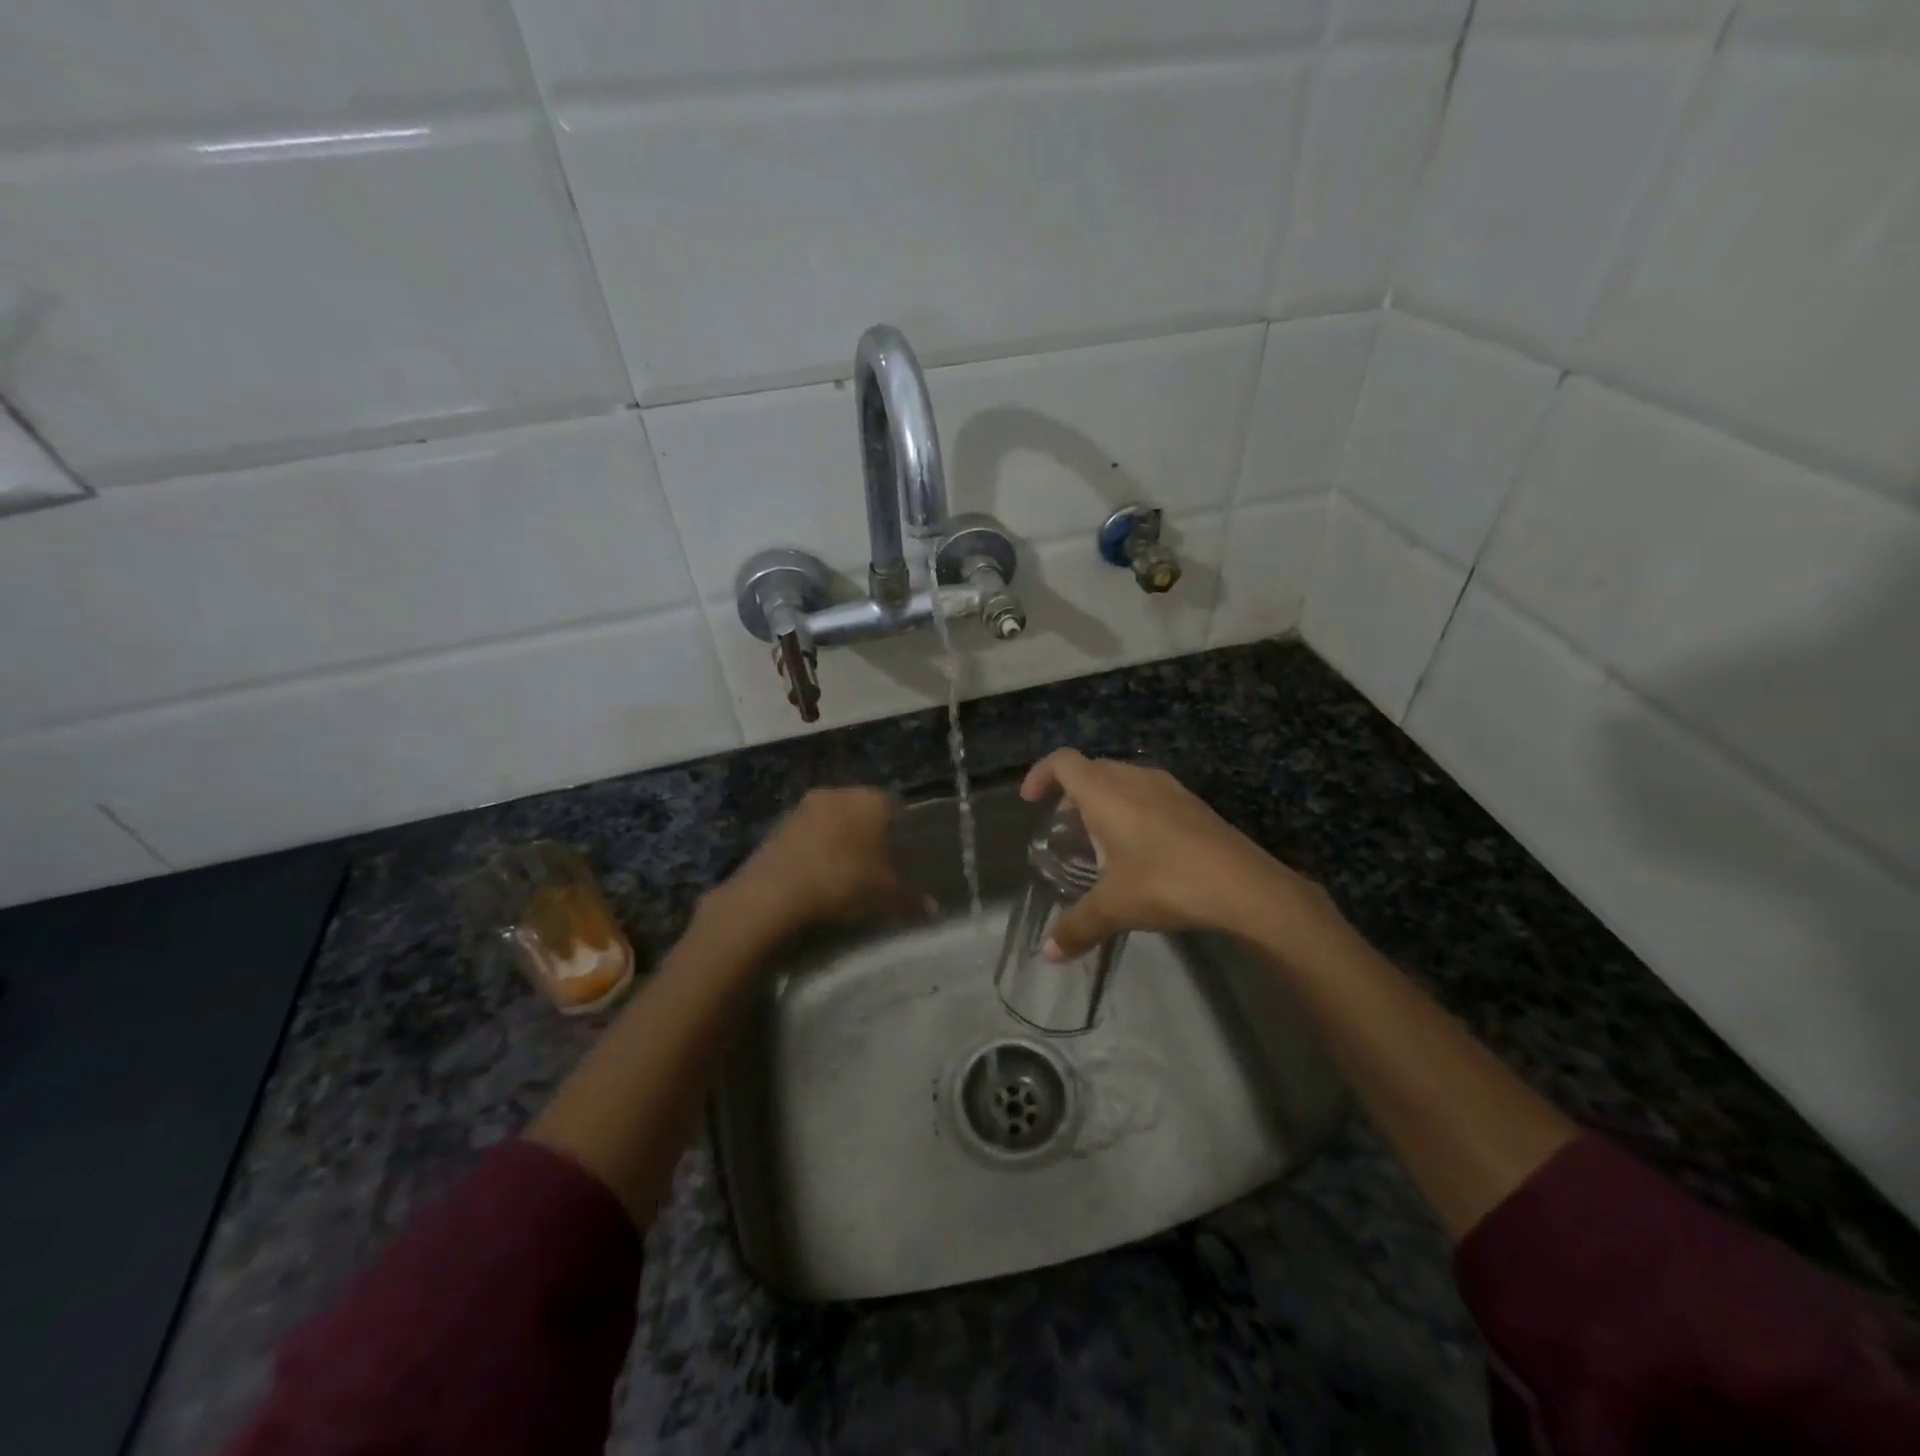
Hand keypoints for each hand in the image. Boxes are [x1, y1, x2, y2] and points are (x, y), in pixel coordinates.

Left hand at [718, 787, 920, 935]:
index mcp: (871, 800)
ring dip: (839, 838)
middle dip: (869, 833)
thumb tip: (933, 908)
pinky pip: (809, 832)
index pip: (895, 808)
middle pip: (862, 810)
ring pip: (833, 818)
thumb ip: (910, 898)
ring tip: (845, 870)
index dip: (901, 831)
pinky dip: (816, 847)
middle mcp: (839, 793)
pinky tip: (817, 873)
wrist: (774, 892)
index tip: (902, 854)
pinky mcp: (779, 823)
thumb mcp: (884, 895)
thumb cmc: (842, 882)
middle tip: (876, 863)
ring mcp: (805, 805)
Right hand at [1019, 750, 1332, 958]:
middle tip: (1064, 827)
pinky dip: (1131, 808)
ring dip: (1103, 800)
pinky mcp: (1193, 803)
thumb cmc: (1165, 882)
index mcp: (1105, 792)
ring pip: (1123, 779)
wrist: (1244, 885)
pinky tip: (1141, 849)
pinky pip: (1149, 793)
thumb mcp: (1113, 908)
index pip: (1062, 761)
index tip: (1030, 800)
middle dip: (1071, 793)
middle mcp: (1134, 778)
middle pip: (1092, 769)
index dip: (1041, 774)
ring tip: (1100, 840)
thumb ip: (1076, 927)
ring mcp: (1168, 787)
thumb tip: (1047, 954)